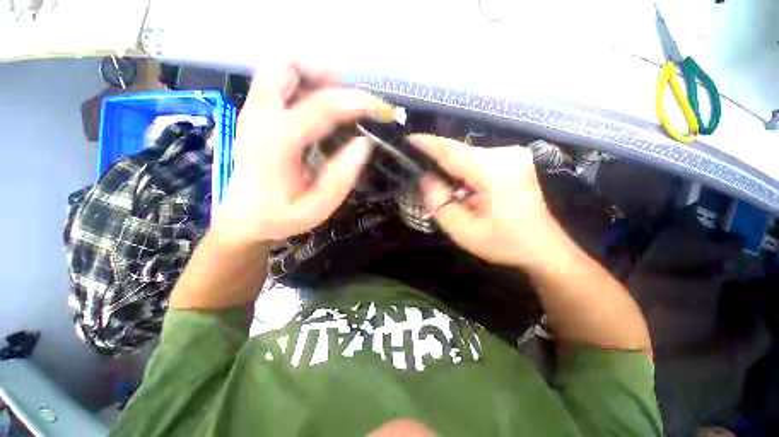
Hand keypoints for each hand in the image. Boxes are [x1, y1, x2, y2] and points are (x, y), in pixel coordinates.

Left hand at [213, 62, 394, 244]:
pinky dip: (302, 84)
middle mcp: (260, 117)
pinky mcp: (254, 115)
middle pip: (287, 64)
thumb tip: (364, 143)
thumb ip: (341, 177)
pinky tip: (319, 110)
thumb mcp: (317, 208)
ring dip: (314, 76)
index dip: (358, 102)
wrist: (242, 220)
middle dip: (326, 74)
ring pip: (280, 67)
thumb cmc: (279, 218)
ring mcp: (253, 112)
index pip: (322, 106)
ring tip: (337, 102)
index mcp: (277, 143)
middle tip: (350, 100)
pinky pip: (277, 82)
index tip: (383, 109)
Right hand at [414, 135, 554, 266]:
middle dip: (437, 159)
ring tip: (438, 180)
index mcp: (494, 172)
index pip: (452, 151)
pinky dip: (463, 168)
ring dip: (450, 165)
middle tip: (419, 171)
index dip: (428, 144)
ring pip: (467, 154)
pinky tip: (458, 182)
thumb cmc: (502, 242)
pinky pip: (477, 158)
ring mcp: (513, 155)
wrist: (542, 247)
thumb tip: (426, 178)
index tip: (408, 139)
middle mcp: (505, 155)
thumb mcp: (462, 230)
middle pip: (459, 151)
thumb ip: (439, 202)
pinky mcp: (514, 159)